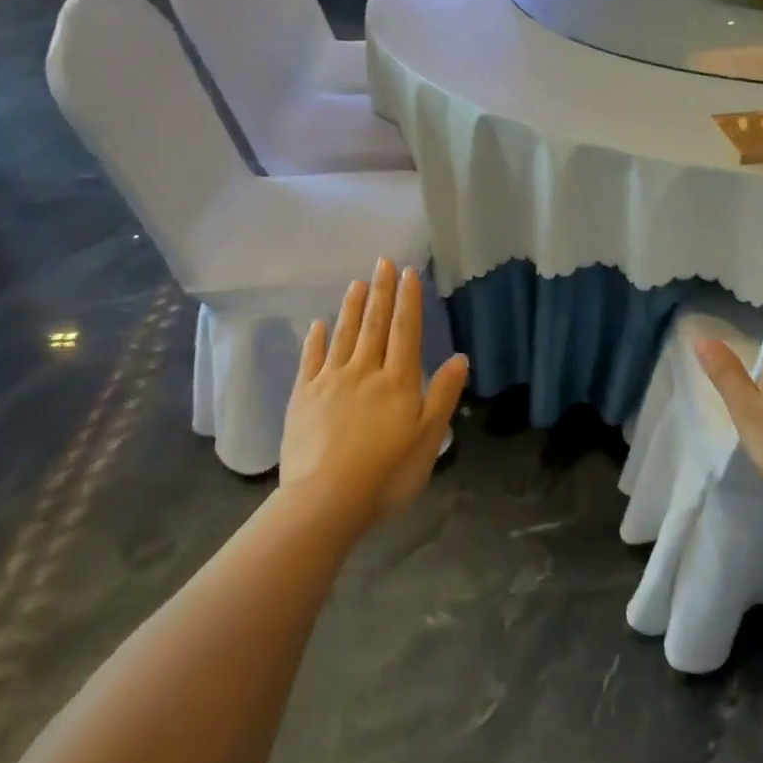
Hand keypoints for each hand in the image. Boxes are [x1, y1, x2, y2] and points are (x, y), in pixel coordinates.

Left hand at [278, 260, 468, 530]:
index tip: (408, 272)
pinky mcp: (302, 398)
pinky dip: (315, 340)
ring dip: (351, 307)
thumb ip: (442, 395)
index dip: (408, 300)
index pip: (405, 331)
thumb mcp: (428, 439)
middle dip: (381, 291)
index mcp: (397, 381)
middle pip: (374, 324)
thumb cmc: (386, 474)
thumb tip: (460, 356)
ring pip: (343, 335)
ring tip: (357, 282)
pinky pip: (310, 360)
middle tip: (383, 261)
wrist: (325, 501)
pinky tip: (318, 324)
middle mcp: (364, 372)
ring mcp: (329, 382)